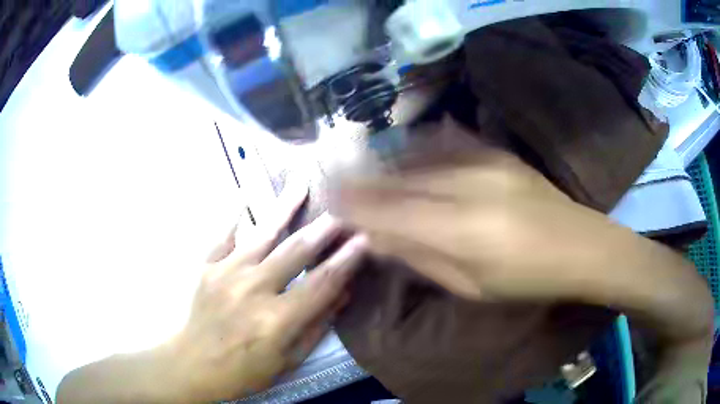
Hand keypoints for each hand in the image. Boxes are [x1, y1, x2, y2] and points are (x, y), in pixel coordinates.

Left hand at [166, 183, 366, 401]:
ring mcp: (226, 274)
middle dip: (321, 230)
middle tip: (339, 212)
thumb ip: (316, 326)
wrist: (194, 364)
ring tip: (300, 184)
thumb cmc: (245, 370)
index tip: (363, 239)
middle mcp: (253, 290)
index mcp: (276, 319)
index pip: (321, 283)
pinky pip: (224, 236)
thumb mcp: (288, 360)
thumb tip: (342, 293)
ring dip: (284, 208)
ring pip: (261, 234)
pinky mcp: (207, 268)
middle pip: (294, 252)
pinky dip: (235, 215)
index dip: (345, 260)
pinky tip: (244, 196)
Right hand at [332, 145, 609, 300]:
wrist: (580, 246)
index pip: (390, 214)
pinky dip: (421, 144)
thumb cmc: (526, 280)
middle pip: (399, 182)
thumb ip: (422, 260)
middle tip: (336, 177)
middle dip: (362, 180)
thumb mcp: (471, 287)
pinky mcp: (499, 154)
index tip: (329, 198)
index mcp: (459, 234)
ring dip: (387, 162)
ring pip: (419, 158)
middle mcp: (466, 191)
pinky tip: (407, 145)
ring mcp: (484, 165)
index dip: (355, 204)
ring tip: (365, 164)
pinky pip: (449, 141)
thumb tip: (380, 242)